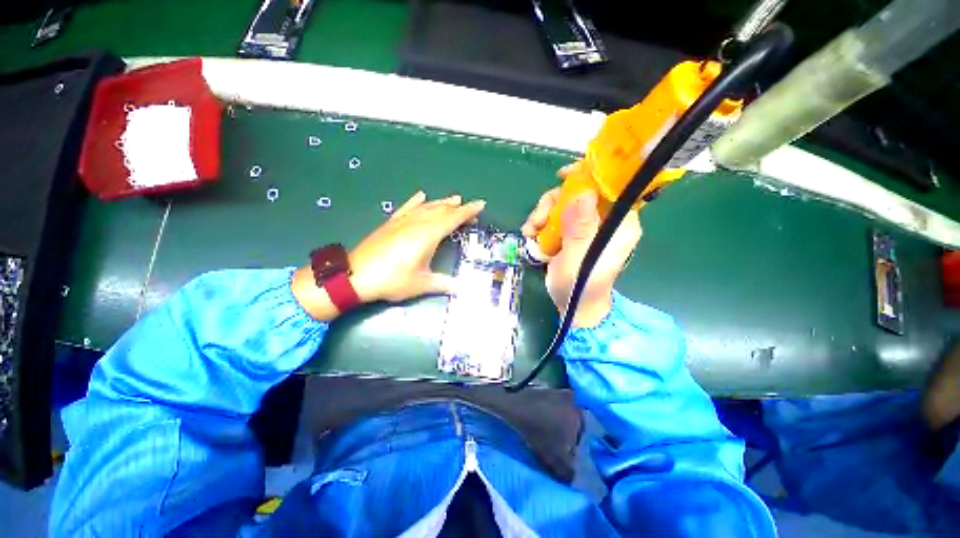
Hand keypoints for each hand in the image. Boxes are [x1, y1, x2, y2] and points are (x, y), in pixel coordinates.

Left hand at [293, 191, 484, 319]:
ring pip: (426, 207)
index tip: (480, 204)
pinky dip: (415, 201)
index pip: (453, 219)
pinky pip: (407, 207)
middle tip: (470, 208)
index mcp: (427, 235)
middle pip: (441, 210)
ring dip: (441, 202)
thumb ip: (443, 283)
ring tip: (453, 199)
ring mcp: (402, 221)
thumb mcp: (421, 284)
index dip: (468, 211)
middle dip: (458, 208)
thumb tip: (461, 288)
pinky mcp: (390, 223)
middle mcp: (417, 223)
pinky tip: (421, 196)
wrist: (354, 275)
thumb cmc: (392, 280)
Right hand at [521, 172, 640, 327]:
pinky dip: (541, 223)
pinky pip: (555, 216)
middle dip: (554, 202)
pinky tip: (531, 235)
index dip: (589, 175)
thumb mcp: (578, 259)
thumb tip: (583, 192)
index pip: (611, 187)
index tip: (563, 176)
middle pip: (580, 193)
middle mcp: (605, 220)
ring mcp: (587, 226)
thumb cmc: (580, 286)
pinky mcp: (572, 233)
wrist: (573, 306)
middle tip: (537, 220)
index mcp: (619, 224)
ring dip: (543, 214)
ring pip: (564, 204)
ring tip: (530, 232)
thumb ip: (580, 228)